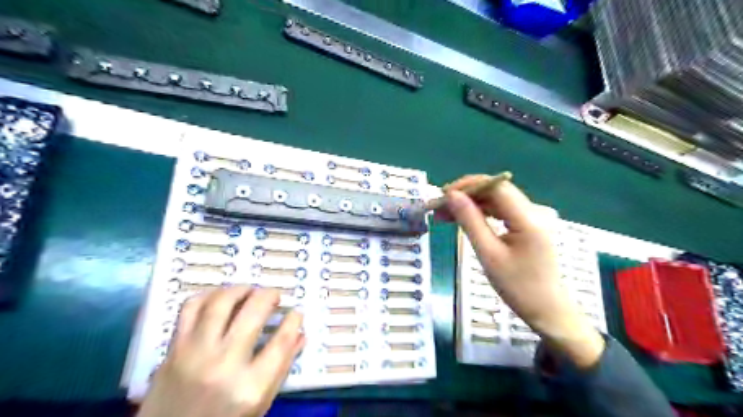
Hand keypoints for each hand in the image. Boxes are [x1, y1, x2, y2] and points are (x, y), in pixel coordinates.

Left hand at [138, 288, 303, 416]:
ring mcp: (194, 354)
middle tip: (274, 295)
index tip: (296, 311)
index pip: (281, 342)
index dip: (293, 321)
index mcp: (250, 387)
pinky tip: (220, 298)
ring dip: (241, 289)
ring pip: (220, 302)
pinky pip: (191, 307)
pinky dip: (209, 295)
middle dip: (269, 295)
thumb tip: (299, 334)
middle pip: (253, 312)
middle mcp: (223, 365)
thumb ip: (282, 368)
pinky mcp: (173, 349)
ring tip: (249, 291)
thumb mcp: (259, 405)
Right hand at [436, 174, 602, 367]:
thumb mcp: (489, 254)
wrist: (547, 311)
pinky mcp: (526, 227)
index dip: (468, 185)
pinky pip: (501, 212)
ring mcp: (530, 219)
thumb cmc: (518, 287)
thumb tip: (452, 196)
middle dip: (466, 194)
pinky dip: (481, 213)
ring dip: (471, 204)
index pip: (495, 187)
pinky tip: (465, 220)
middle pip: (495, 191)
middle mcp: (531, 212)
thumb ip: (470, 221)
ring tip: (446, 215)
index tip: (443, 195)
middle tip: (440, 208)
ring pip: (496, 201)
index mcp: (527, 218)